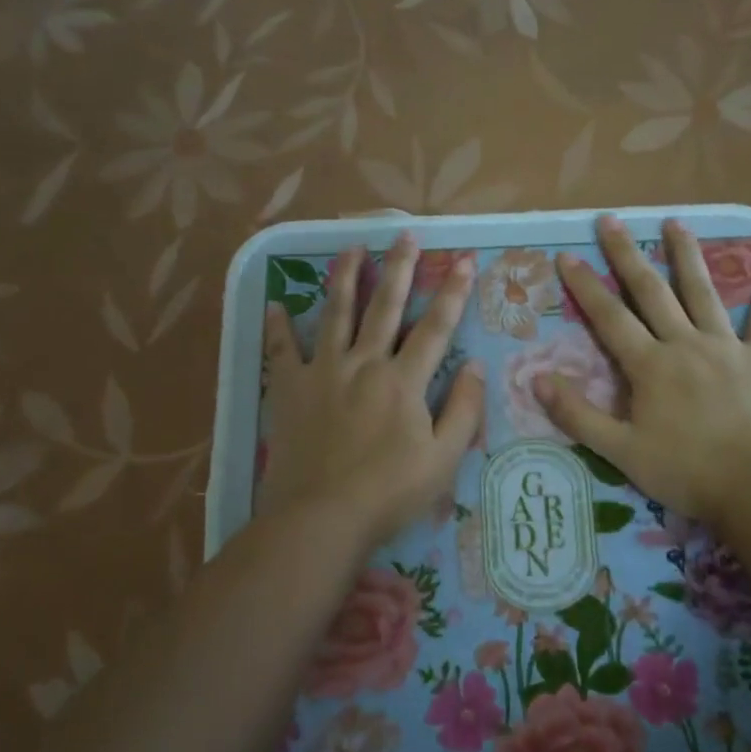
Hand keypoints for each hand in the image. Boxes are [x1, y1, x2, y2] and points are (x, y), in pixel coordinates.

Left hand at [261, 232, 483, 550]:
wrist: (322, 517)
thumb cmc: (389, 492)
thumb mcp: (444, 459)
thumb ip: (463, 409)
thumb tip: (474, 366)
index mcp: (403, 380)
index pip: (435, 327)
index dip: (453, 292)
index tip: (465, 260)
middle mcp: (364, 363)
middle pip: (384, 306)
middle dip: (399, 268)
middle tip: (406, 235)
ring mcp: (323, 372)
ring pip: (335, 313)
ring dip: (345, 277)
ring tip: (352, 247)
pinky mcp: (289, 389)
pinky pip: (281, 350)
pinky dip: (278, 327)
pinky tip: (276, 304)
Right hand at [541, 215, 750, 524]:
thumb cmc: (685, 472)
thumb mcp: (621, 451)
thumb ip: (578, 415)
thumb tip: (537, 379)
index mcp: (650, 365)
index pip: (609, 317)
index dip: (586, 286)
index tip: (567, 256)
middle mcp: (686, 344)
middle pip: (652, 291)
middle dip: (628, 254)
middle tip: (611, 220)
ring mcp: (727, 348)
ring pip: (703, 293)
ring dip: (688, 256)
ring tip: (676, 223)